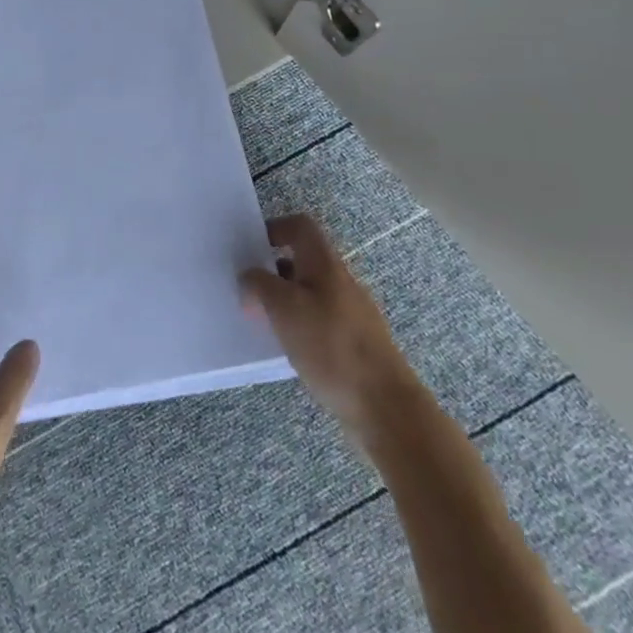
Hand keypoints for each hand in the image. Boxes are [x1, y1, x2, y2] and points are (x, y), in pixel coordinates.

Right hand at [239, 213, 422, 444]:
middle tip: (247, 289)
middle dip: (272, 270)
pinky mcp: (355, 342)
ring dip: (284, 300)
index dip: (274, 228)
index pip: (301, 226)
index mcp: (325, 264)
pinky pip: (319, 320)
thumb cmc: (330, 346)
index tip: (250, 248)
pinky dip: (299, 325)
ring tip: (261, 321)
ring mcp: (352, 313)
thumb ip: (259, 284)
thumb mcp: (282, 308)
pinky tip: (287, 348)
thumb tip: (248, 277)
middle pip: (303, 260)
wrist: (385, 406)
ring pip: (310, 292)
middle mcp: (341, 281)